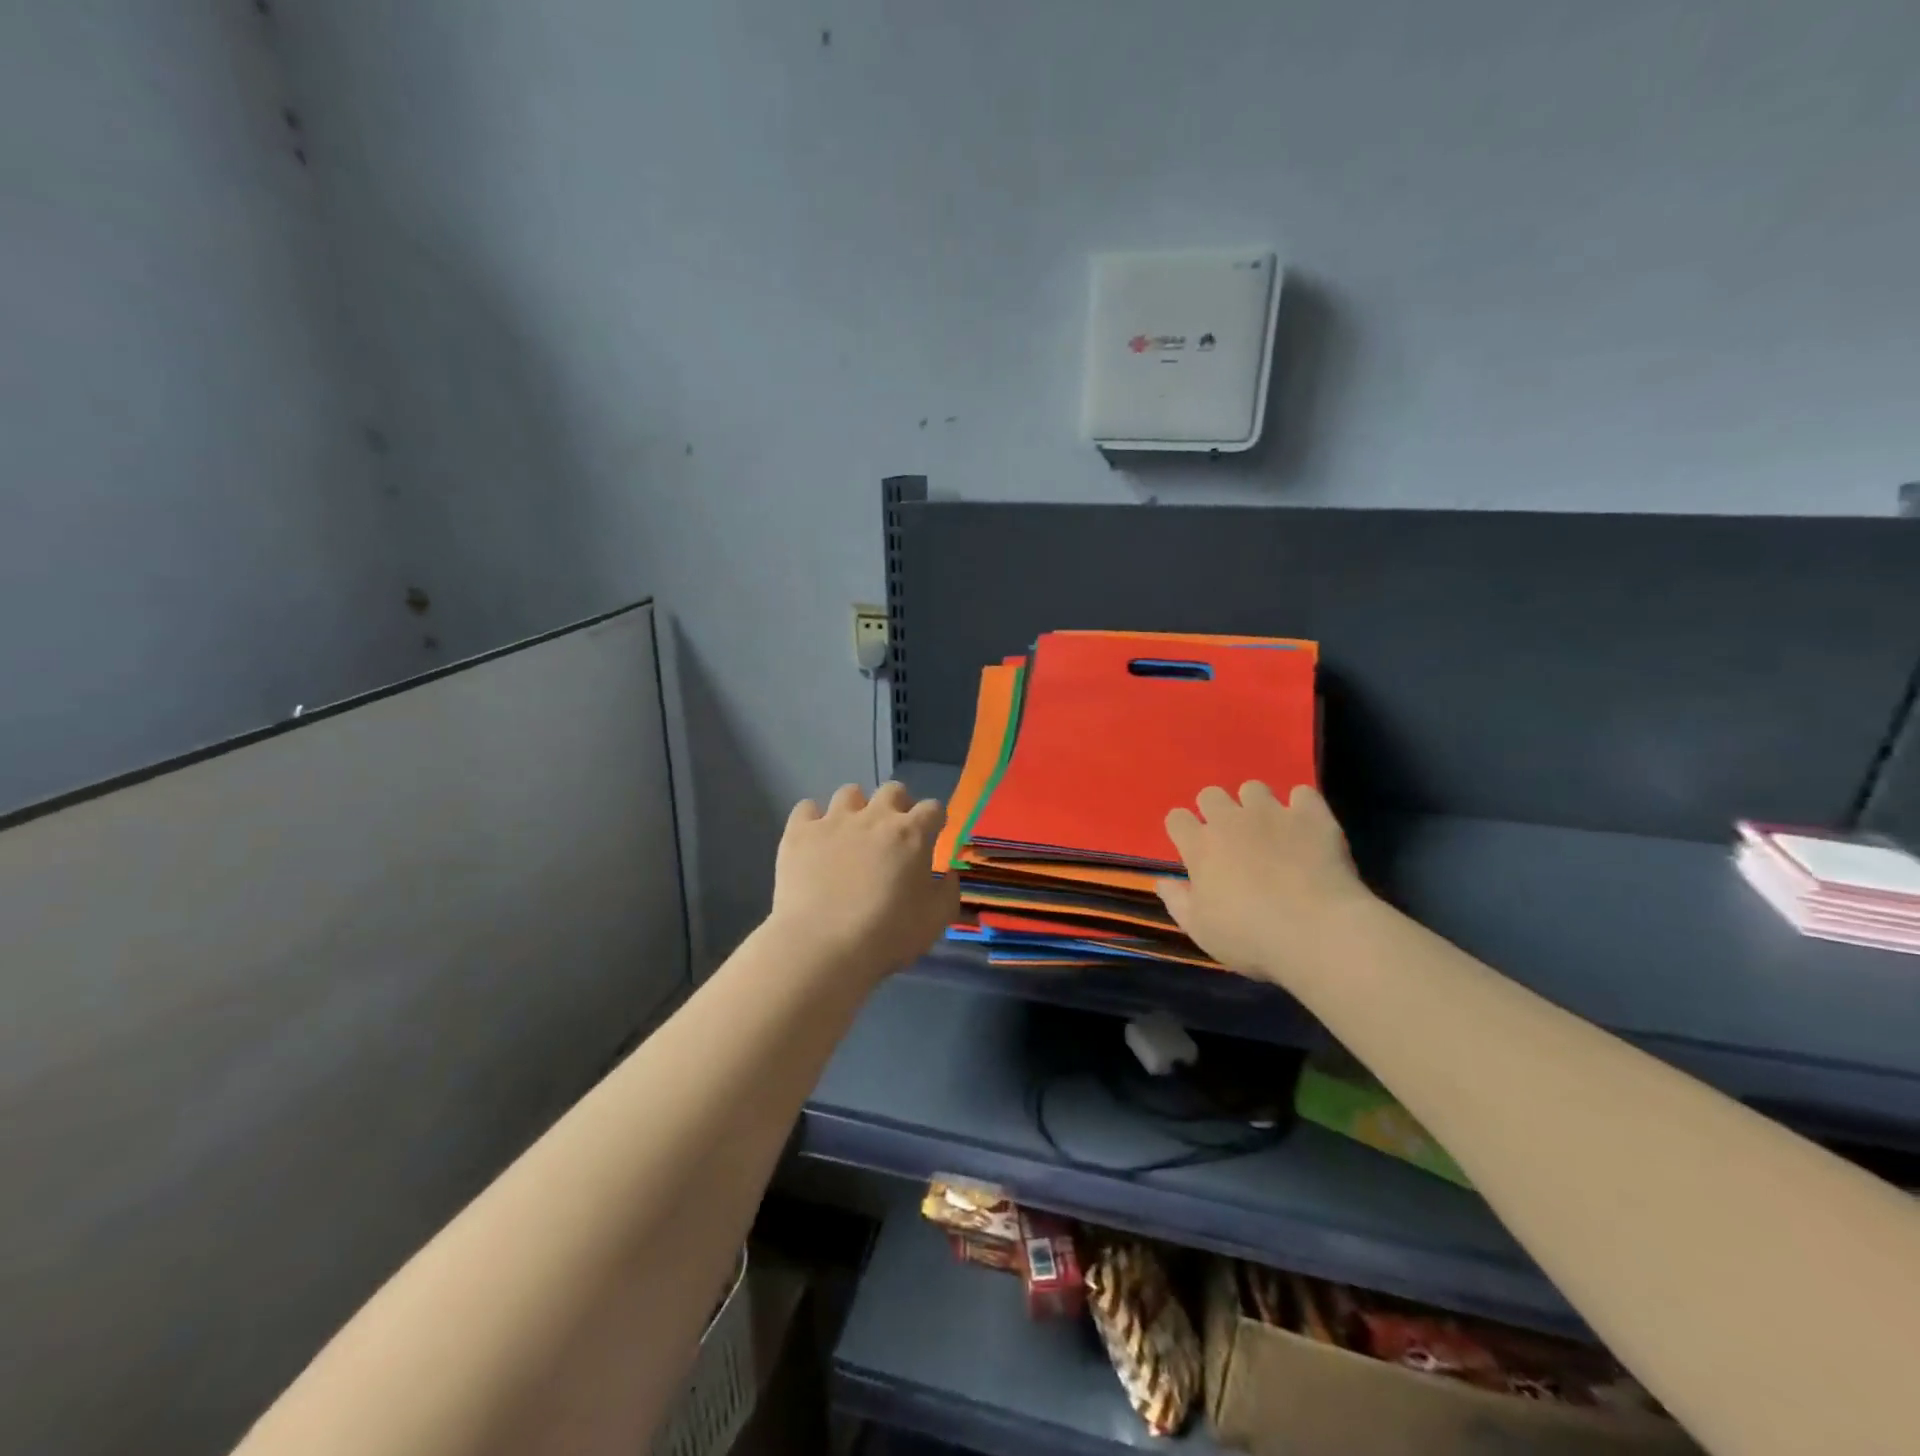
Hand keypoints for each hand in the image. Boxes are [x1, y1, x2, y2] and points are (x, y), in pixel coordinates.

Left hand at [768, 782, 959, 981]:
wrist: (823, 945)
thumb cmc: (887, 935)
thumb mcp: (935, 920)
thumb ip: (948, 892)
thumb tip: (948, 874)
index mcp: (911, 834)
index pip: (933, 808)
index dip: (934, 821)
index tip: (931, 836)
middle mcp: (874, 817)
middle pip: (892, 790)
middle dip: (897, 805)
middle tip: (892, 833)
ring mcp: (834, 821)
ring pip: (849, 792)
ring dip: (856, 808)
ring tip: (851, 833)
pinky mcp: (800, 832)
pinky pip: (806, 809)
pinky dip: (812, 819)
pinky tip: (814, 839)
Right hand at [1155, 782, 1373, 985]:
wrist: (1317, 932)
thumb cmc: (1250, 937)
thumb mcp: (1200, 930)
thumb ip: (1177, 901)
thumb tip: (1162, 882)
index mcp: (1200, 846)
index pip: (1176, 818)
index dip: (1183, 830)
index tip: (1192, 849)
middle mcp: (1230, 820)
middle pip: (1210, 794)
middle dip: (1215, 811)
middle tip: (1230, 839)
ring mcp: (1272, 813)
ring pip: (1253, 788)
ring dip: (1255, 805)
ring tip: (1269, 830)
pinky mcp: (1311, 815)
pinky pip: (1302, 794)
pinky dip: (1301, 808)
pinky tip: (1305, 827)